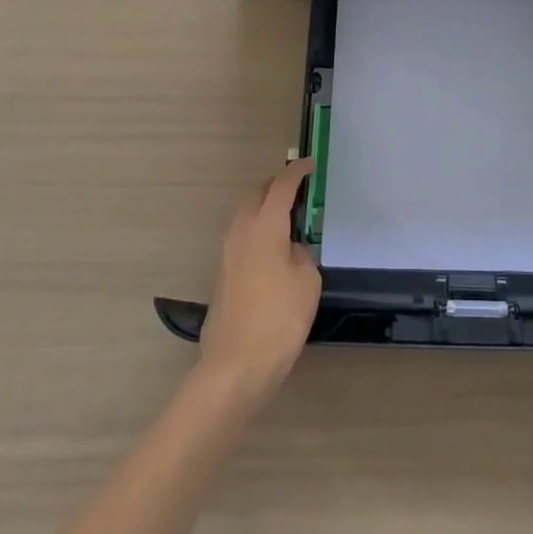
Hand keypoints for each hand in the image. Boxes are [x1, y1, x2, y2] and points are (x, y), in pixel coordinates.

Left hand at [197, 159, 320, 408]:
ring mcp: (227, 253)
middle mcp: (241, 232)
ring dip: (264, 209)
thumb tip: (290, 249)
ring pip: (245, 216)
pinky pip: (241, 237)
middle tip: (300, 191)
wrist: (235, 367)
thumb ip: (301, 254)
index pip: (282, 186)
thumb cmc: (279, 319)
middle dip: (276, 187)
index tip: (310, 166)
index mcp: (264, 226)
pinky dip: (257, 231)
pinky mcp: (222, 275)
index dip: (297, 172)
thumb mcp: (307, 282)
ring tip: (289, 220)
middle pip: (256, 195)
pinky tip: (274, 251)